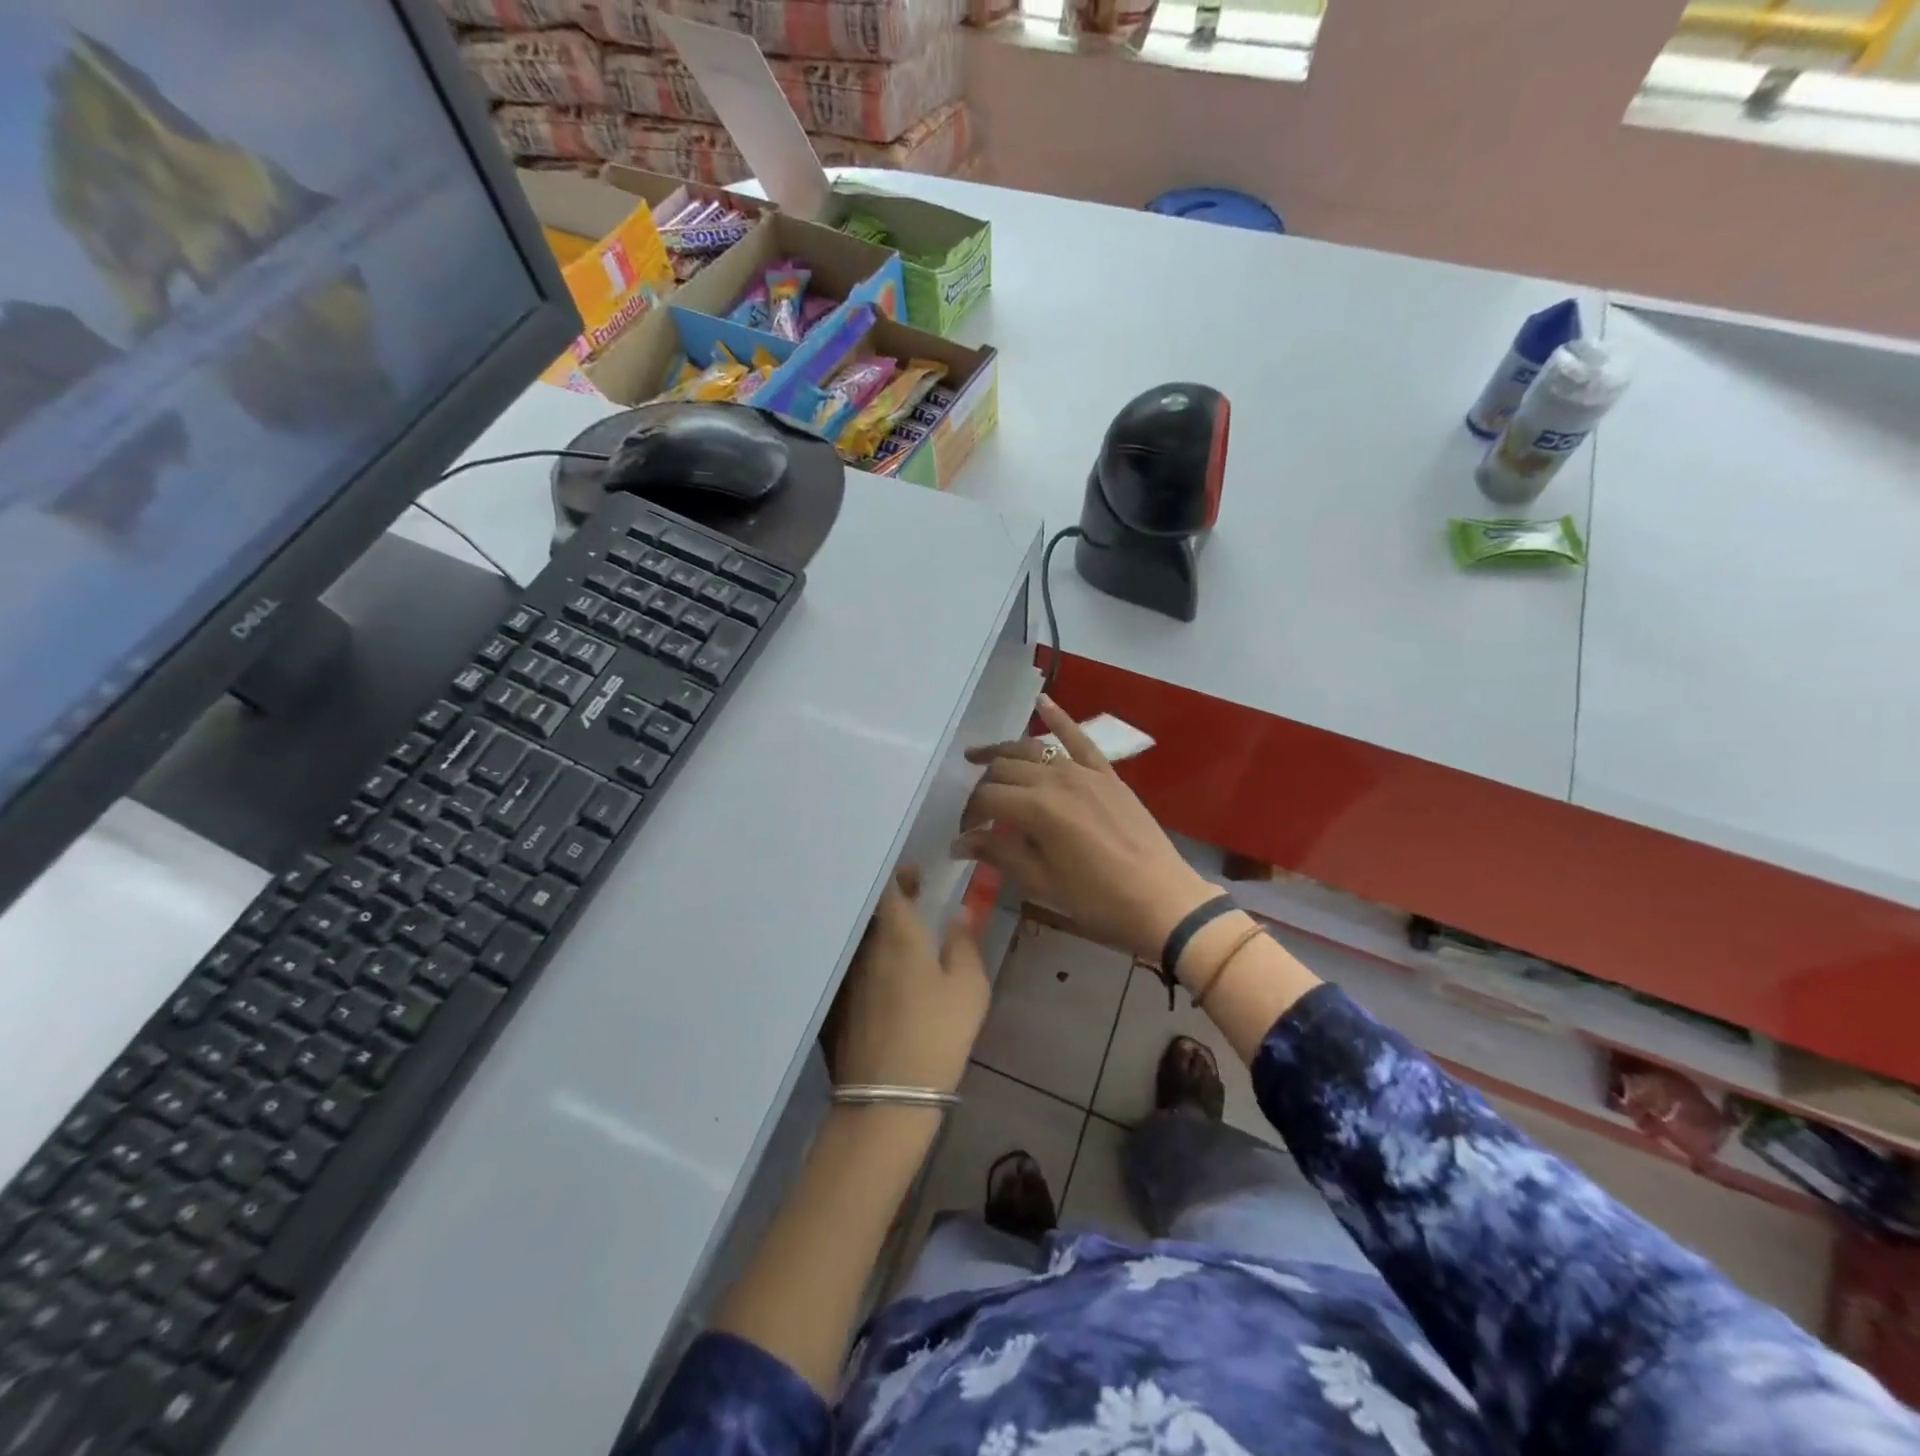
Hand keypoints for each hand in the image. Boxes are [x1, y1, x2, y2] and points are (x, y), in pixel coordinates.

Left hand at [827, 869, 989, 1094]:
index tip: (918, 876)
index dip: (901, 875)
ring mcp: (851, 977)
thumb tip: (957, 914)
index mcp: (897, 934)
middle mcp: (867, 948)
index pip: (889, 888)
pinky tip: (897, 978)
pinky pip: (861, 966)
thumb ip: (964, 943)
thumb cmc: (938, 1032)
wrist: (889, 1095)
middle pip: (874, 911)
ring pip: (867, 940)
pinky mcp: (844, 1005)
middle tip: (917, 900)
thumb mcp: (969, 986)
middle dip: (895, 900)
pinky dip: (878, 959)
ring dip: (886, 931)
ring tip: (911, 939)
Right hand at [953, 696, 1217, 964]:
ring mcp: (1084, 771)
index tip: (965, 834)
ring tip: (979, 757)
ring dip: (1004, 752)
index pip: (986, 798)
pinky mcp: (1107, 773)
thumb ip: (999, 854)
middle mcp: (1056, 779)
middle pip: (1005, 769)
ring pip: (1032, 749)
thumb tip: (959, 843)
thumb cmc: (1098, 900)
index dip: (969, 815)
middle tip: (976, 811)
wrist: (1162, 900)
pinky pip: (1079, 738)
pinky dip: (1059, 718)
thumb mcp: (1042, 883)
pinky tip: (1042, 701)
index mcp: (1036, 809)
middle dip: (983, 787)